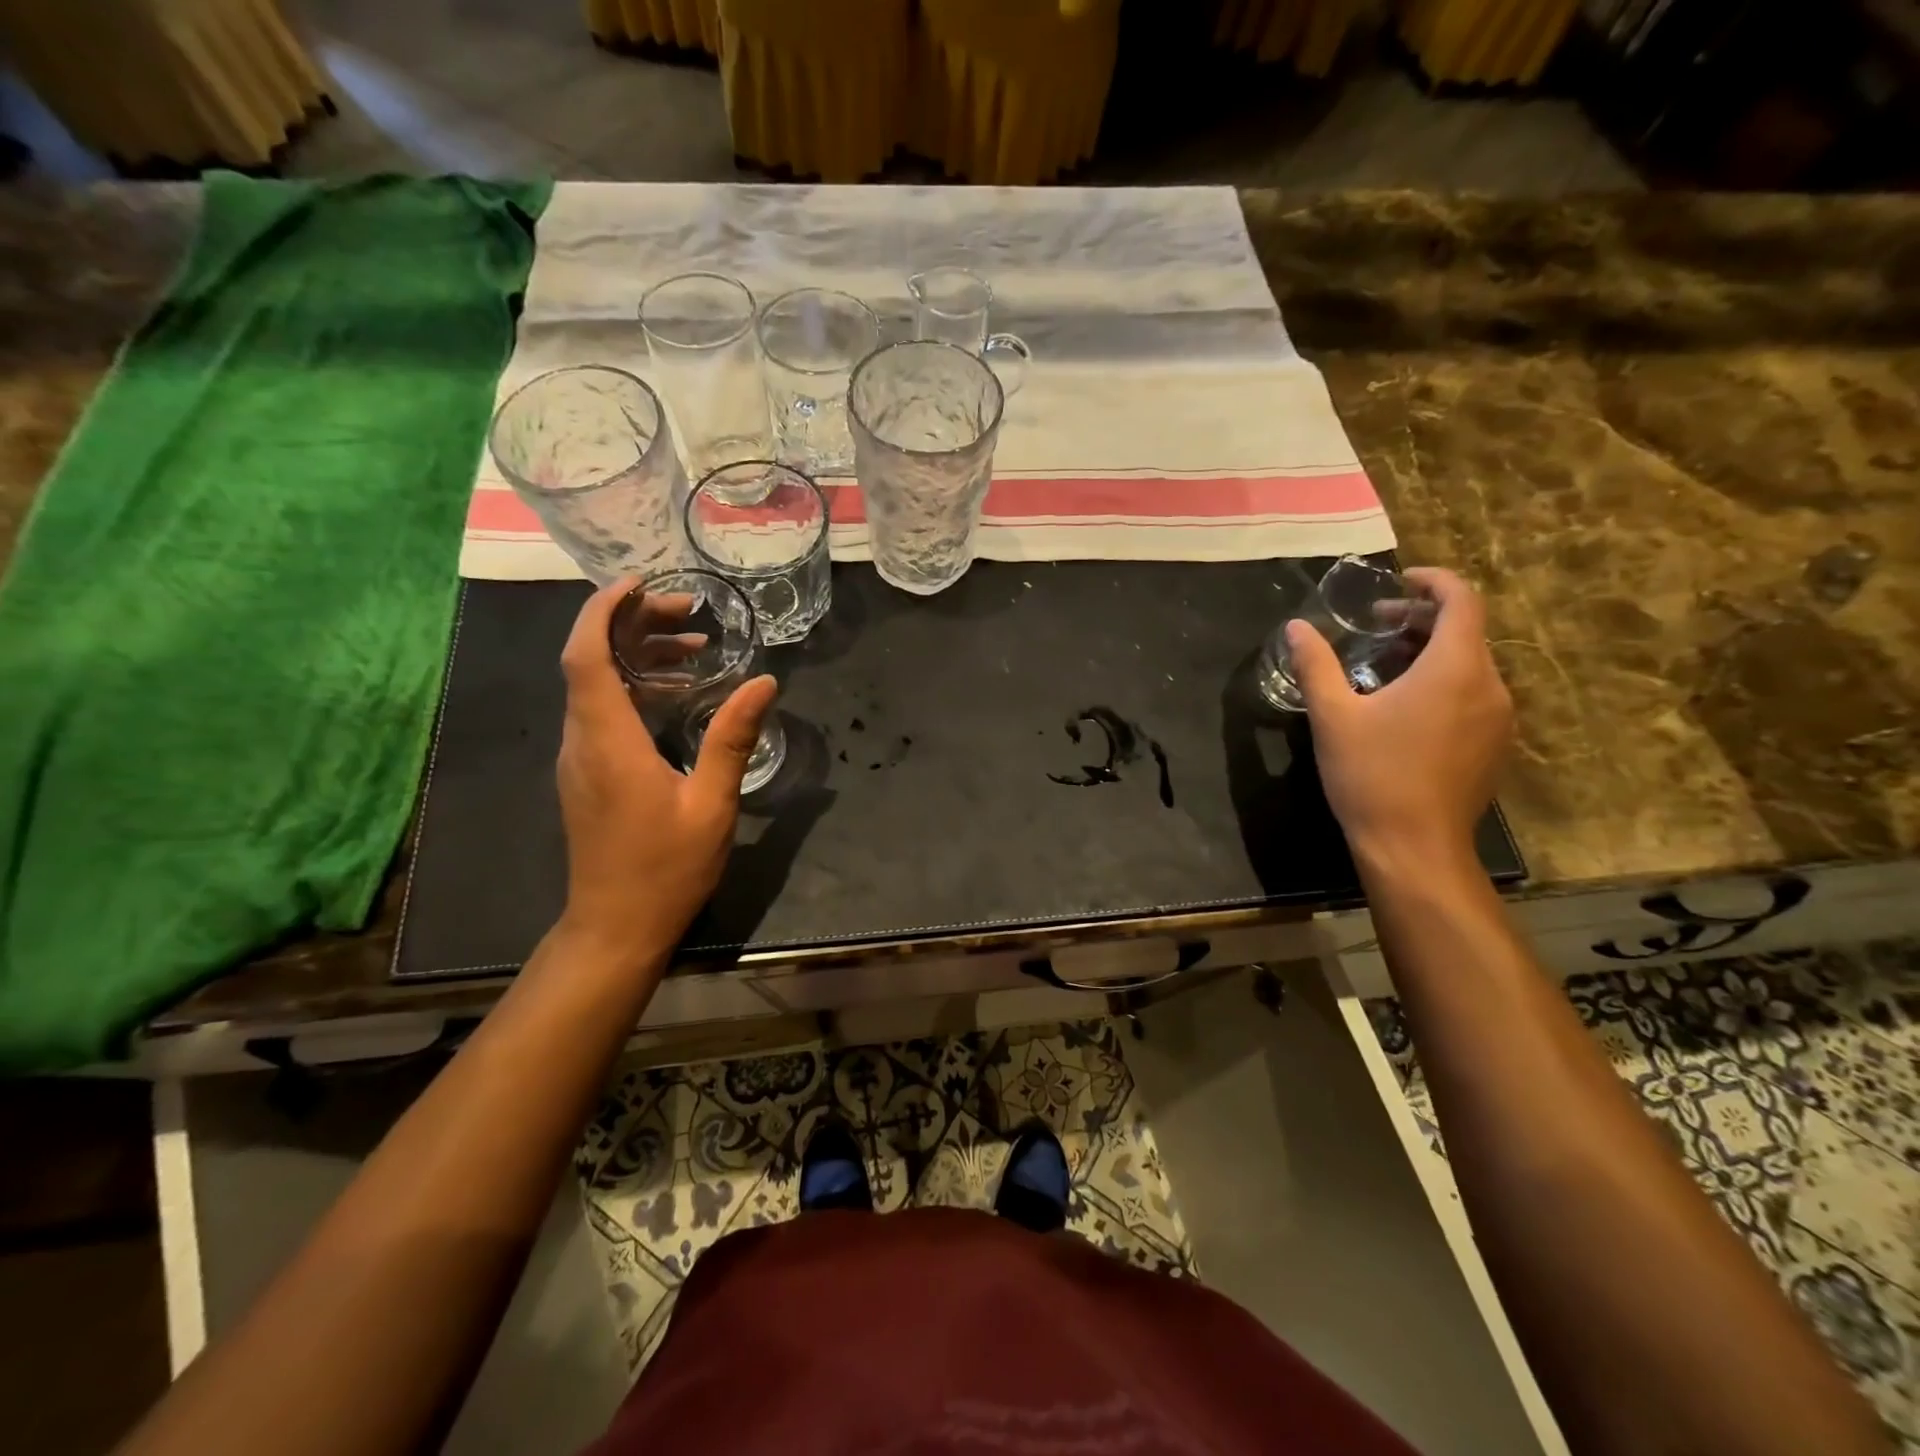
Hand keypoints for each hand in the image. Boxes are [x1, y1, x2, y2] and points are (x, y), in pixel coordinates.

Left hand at [553, 578, 776, 970]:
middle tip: (690, 615)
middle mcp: (582, 741)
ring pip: (595, 685)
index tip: (642, 583)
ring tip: (694, 647)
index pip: (587, 655)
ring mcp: (579, 758)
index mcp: (608, 741)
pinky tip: (677, 693)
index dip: (605, 610)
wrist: (615, 926)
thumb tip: (764, 683)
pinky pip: (602, 711)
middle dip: (633, 625)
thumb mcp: (711, 804)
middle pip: (590, 661)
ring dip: (636, 656)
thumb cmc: (665, 868)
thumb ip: (732, 738)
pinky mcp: (587, 774)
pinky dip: (634, 686)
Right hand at [1288, 567, 1512, 872]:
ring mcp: (1498, 719)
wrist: (1414, 847)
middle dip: (1421, 618)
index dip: (1433, 581)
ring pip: (1470, 664)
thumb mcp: (1332, 716)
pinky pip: (1474, 694)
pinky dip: (1443, 682)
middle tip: (1375, 626)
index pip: (1462, 599)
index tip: (1398, 581)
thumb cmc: (1371, 775)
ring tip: (1384, 666)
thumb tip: (1295, 627)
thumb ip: (1315, 665)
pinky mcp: (1495, 746)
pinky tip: (1404, 707)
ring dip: (1430, 652)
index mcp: (1455, 668)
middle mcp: (1490, 686)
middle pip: (1465, 631)